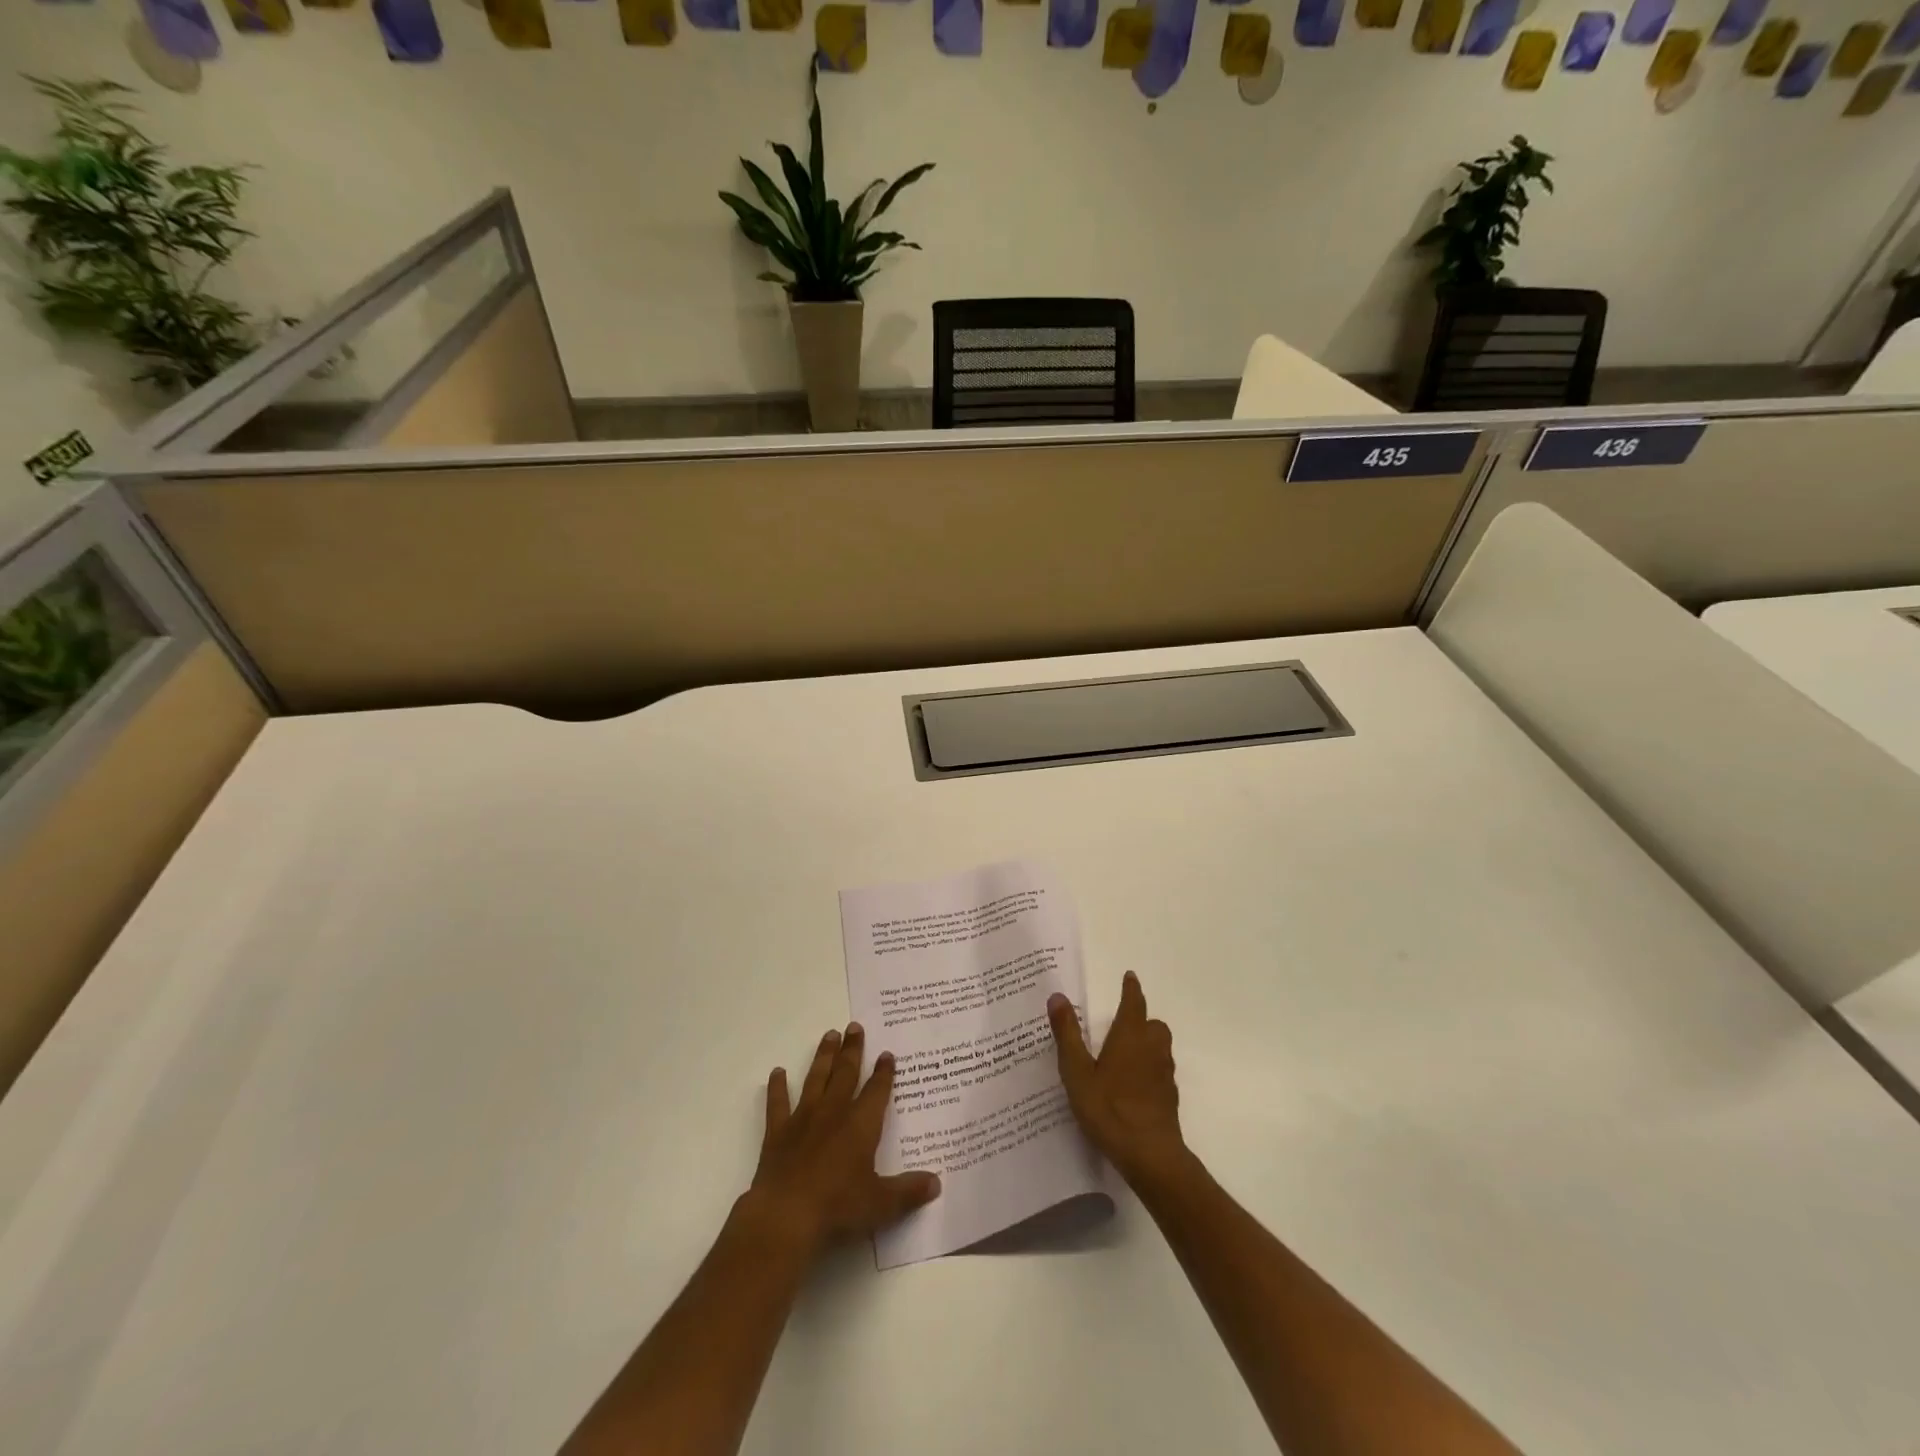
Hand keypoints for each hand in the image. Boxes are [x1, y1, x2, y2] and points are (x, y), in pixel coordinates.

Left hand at [748, 1023, 941, 1255]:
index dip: (883, 1072)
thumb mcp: (881, 1204)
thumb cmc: (838, 1207)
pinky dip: (777, 1087)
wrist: (786, 1216)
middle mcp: (834, 1112)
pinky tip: (777, 1072)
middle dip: (853, 1049)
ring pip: (816, 1078)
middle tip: (854, 1026)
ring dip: (823, 1056)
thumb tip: (937, 1183)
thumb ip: (908, 1191)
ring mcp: (804, 1119)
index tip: (886, 1053)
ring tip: (829, 1035)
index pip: (876, 1091)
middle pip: (846, 1073)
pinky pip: (778, 1103)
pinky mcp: (778, 1132)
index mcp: (861, 1125)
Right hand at [1048, 972, 1188, 1188]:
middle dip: (1141, 1020)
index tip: (1130, 976)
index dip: (1131, 989)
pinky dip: (1149, 1070)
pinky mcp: (1169, 1098)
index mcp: (1130, 1036)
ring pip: (1160, 1048)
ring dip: (1147, 1044)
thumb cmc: (1109, 1108)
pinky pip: (1160, 1072)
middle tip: (1123, 1024)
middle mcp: (1152, 1049)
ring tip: (1125, 1054)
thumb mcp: (1077, 1071)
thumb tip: (1057, 996)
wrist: (1150, 1155)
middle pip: (1153, 1025)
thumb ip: (1067, 1034)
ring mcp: (1164, 1075)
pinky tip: (1132, 1087)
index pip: (1133, 1003)